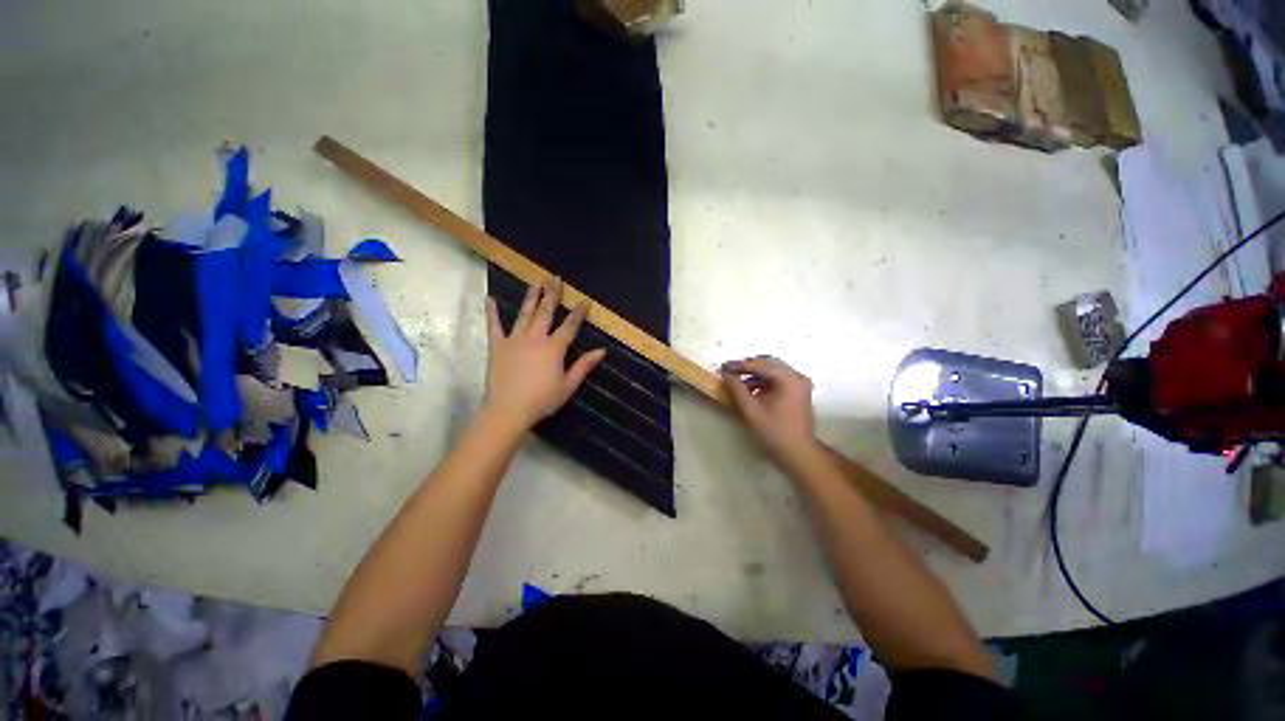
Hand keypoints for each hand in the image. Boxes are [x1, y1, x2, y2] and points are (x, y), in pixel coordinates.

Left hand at [483, 276, 604, 434]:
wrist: (508, 410)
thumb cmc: (542, 400)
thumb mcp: (568, 385)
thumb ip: (584, 365)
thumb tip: (601, 350)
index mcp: (554, 347)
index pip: (570, 325)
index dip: (579, 312)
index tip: (585, 300)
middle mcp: (535, 338)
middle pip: (546, 312)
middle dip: (552, 294)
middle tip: (555, 278)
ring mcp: (514, 339)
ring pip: (525, 313)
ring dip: (531, 296)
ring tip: (535, 281)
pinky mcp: (497, 346)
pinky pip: (494, 326)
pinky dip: (492, 312)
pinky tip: (490, 299)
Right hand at [721, 356, 817, 467]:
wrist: (798, 453)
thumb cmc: (774, 431)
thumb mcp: (750, 409)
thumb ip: (736, 389)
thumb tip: (727, 374)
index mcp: (788, 379)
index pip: (760, 365)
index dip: (739, 365)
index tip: (723, 366)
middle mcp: (797, 376)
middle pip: (768, 363)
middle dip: (748, 367)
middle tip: (730, 371)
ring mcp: (800, 383)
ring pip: (773, 370)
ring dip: (755, 374)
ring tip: (738, 382)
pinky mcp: (798, 391)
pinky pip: (778, 379)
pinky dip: (764, 381)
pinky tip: (751, 390)